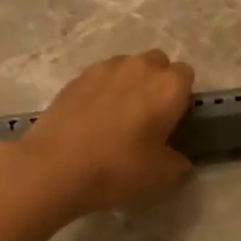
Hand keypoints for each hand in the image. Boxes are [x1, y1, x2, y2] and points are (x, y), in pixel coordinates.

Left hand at [12, 50, 194, 216]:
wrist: (55, 166)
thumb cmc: (117, 168)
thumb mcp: (162, 177)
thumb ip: (179, 163)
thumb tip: (178, 158)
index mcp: (168, 86)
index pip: (186, 76)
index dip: (181, 97)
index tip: (173, 120)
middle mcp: (140, 67)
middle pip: (158, 63)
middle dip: (156, 82)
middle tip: (147, 116)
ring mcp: (105, 68)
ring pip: (128, 66)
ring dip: (129, 83)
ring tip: (117, 116)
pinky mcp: (77, 76)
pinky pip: (101, 77)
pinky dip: (102, 90)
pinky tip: (92, 118)